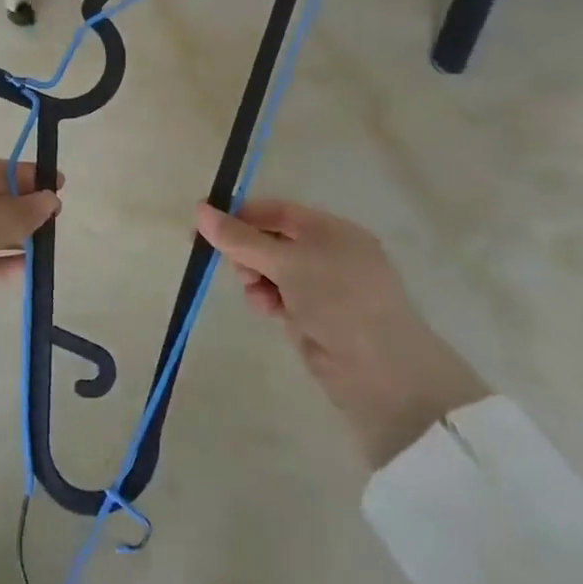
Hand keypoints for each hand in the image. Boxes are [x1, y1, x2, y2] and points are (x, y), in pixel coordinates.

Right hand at [198, 197, 488, 469]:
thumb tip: (199, 209)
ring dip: (255, 278)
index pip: (276, 211)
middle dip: (247, 252)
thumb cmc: (338, 300)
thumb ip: (240, 238)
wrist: (383, 374)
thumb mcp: (286, 262)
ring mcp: (325, 287)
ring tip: (256, 295)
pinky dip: (268, 299)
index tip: (205, 225)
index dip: (240, 215)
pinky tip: (265, 310)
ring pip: (272, 270)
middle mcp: (329, 253)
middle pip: (271, 240)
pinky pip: (281, 296)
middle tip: (238, 270)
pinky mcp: (318, 317)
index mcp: (331, 229)